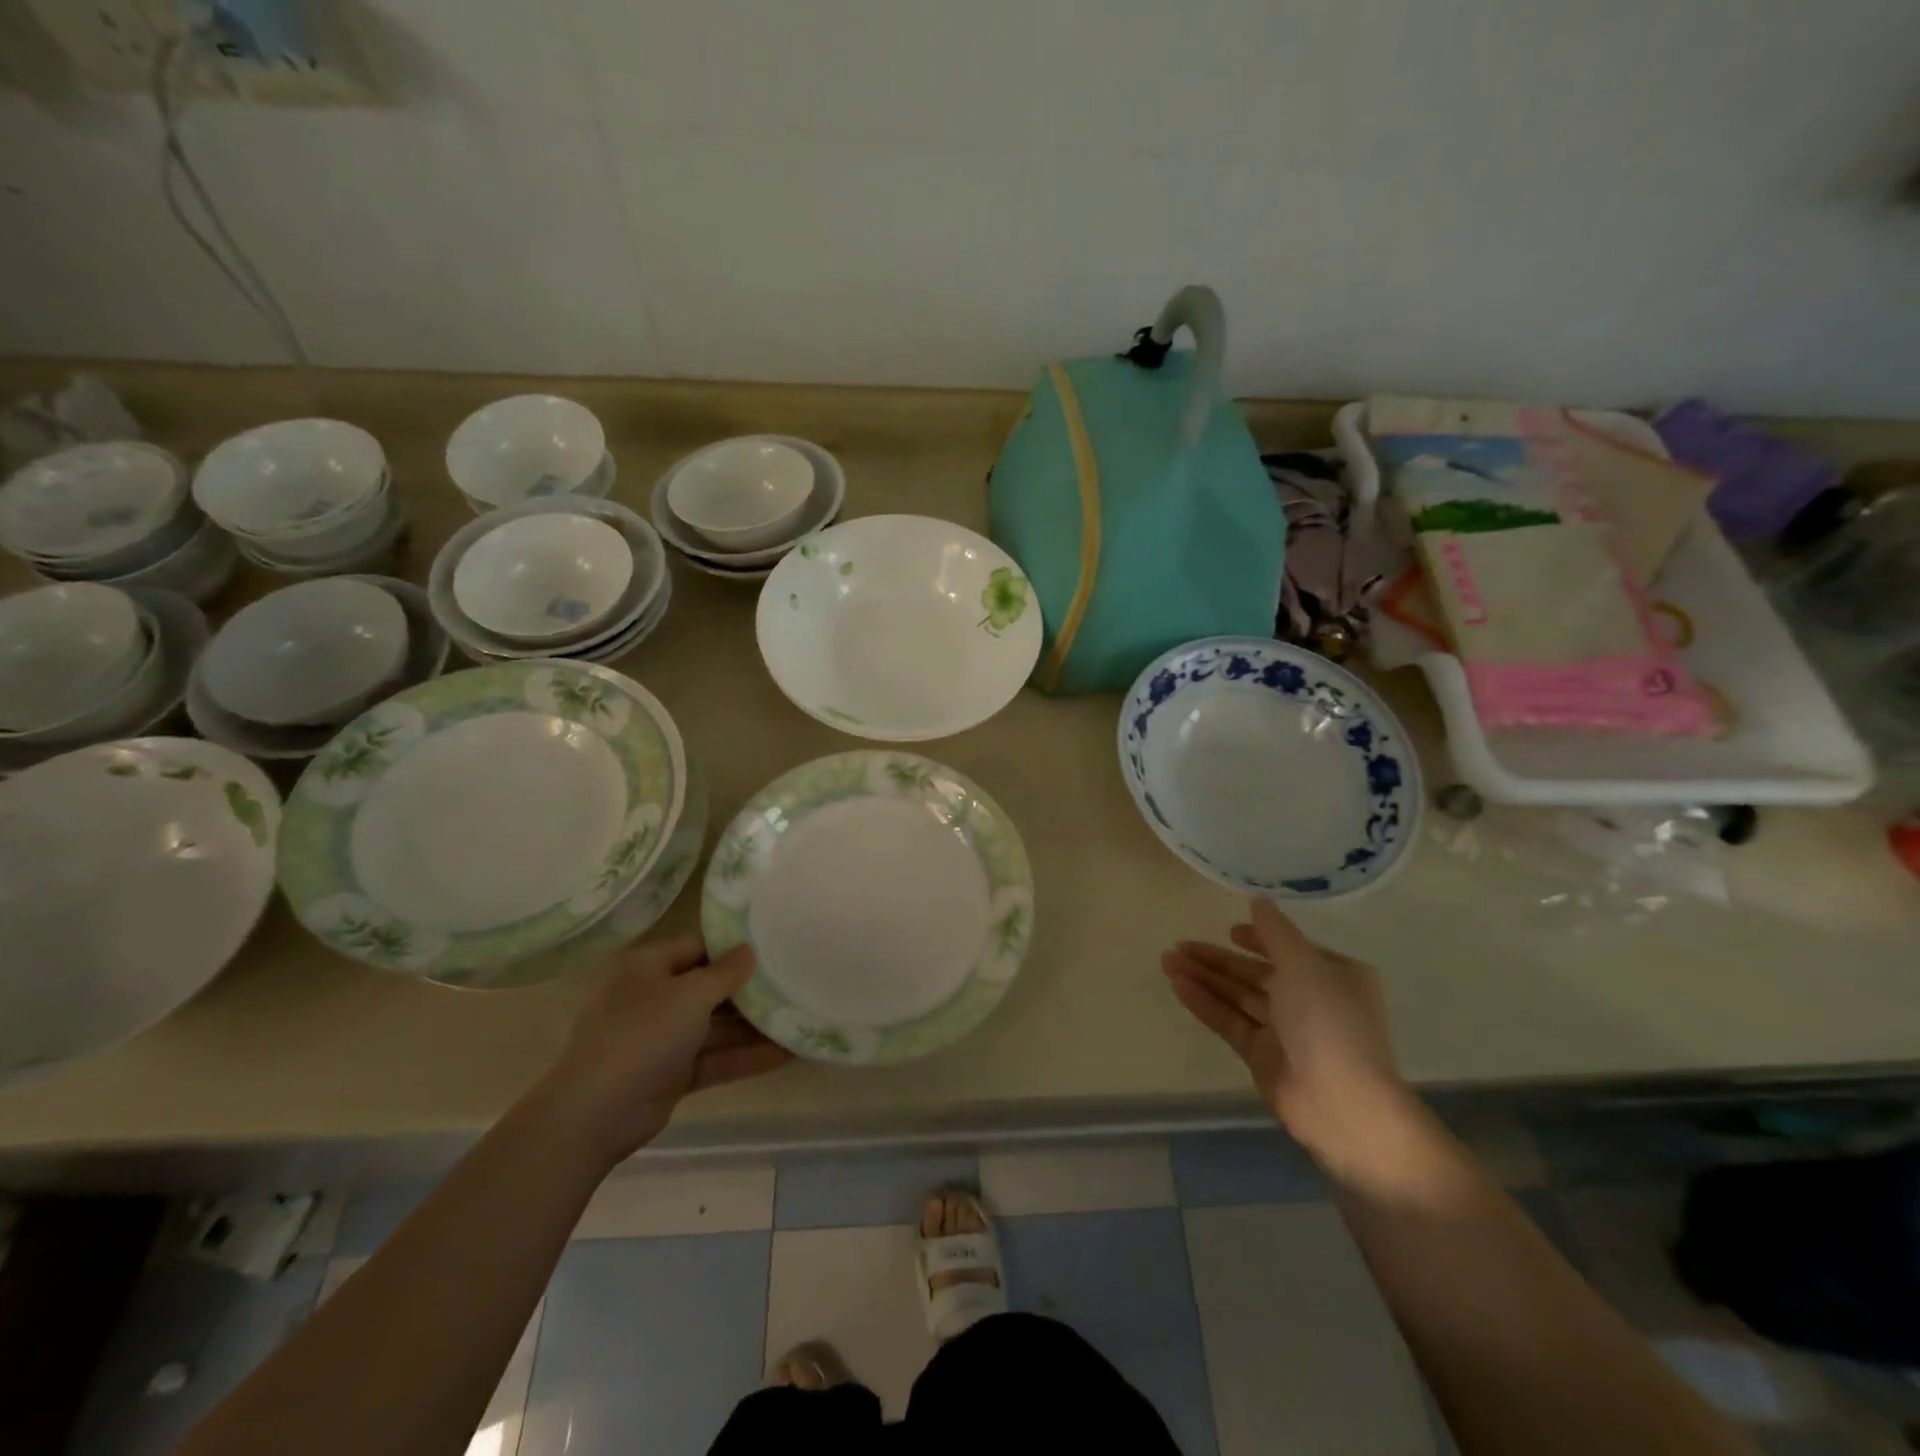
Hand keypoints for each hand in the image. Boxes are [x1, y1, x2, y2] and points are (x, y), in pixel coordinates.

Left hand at [538, 934, 790, 1168]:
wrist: (596, 1113)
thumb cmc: (643, 1034)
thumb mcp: (690, 994)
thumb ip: (725, 972)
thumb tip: (749, 949)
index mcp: (647, 967)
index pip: (698, 947)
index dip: (734, 947)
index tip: (774, 945)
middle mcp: (653, 998)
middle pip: (708, 988)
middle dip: (749, 991)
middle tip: (794, 982)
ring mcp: (661, 1039)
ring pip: (715, 1027)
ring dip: (753, 1028)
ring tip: (798, 1019)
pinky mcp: (671, 1074)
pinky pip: (714, 1059)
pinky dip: (744, 1057)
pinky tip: (785, 1054)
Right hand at [1162, 899, 1416, 1177]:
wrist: (1341, 1103)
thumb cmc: (1328, 1022)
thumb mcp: (1304, 965)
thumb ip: (1275, 932)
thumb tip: (1258, 901)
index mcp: (1332, 975)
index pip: (1288, 950)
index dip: (1258, 939)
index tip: (1229, 931)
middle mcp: (1310, 1000)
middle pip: (1254, 973)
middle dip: (1217, 959)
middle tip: (1179, 945)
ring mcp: (1284, 1030)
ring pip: (1237, 996)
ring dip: (1204, 978)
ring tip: (1167, 960)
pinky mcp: (1262, 1056)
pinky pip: (1229, 1021)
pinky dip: (1205, 1003)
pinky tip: (1178, 986)